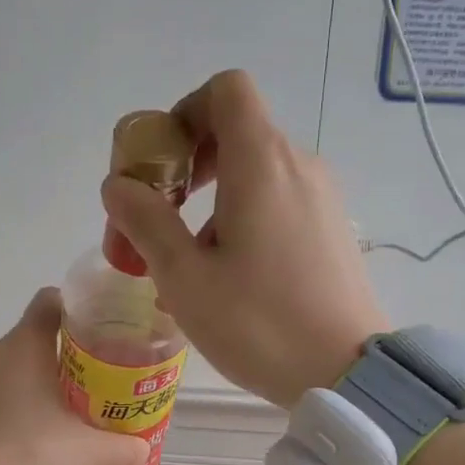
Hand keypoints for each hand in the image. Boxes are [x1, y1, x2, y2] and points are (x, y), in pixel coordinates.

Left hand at [0, 288, 148, 464]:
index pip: (49, 302)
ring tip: (33, 423)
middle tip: (72, 394)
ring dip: (14, 389)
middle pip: (24, 344)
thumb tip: (143, 451)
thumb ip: (120, 448)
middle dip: (47, 363)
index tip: (88, 332)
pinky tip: (0, 442)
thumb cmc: (30, 454)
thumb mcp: (86, 454)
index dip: (70, 310)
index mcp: (24, 346)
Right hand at [101, 69, 389, 406]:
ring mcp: (322, 198)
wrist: (345, 373)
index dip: (184, 114)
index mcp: (261, 163)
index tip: (162, 168)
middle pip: (236, 135)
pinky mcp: (333, 231)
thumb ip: (145, 222)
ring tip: (189, 270)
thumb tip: (118, 186)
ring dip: (212, 206)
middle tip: (158, 223)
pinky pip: (279, 206)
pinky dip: (244, 223)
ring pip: (255, 177)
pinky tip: (229, 281)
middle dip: (186, 171)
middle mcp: (298, 165)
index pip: (225, 91)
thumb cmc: (258, 323)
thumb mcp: (184, 277)